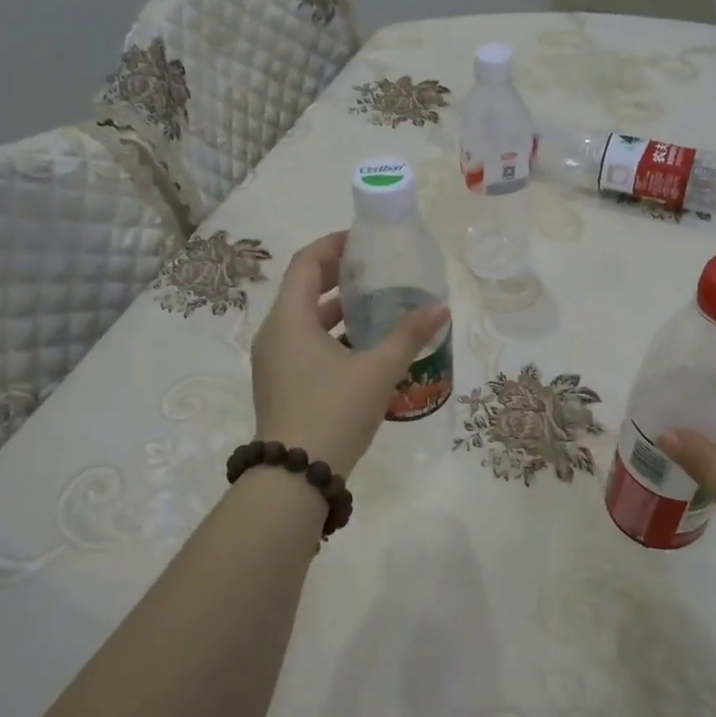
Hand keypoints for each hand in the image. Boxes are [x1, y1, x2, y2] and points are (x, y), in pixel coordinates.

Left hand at [249, 232, 449, 476]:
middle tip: (376, 268)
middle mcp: (274, 334)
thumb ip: (409, 335)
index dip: (334, 244)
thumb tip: (441, 307)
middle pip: (303, 289)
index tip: (365, 239)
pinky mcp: (280, 384)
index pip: (306, 263)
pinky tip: (363, 347)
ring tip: (376, 304)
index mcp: (289, 320)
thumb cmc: (333, 412)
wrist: (294, 477)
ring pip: (304, 320)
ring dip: (336, 309)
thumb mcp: (377, 371)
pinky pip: (303, 344)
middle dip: (338, 275)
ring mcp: (274, 362)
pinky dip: (330, 336)